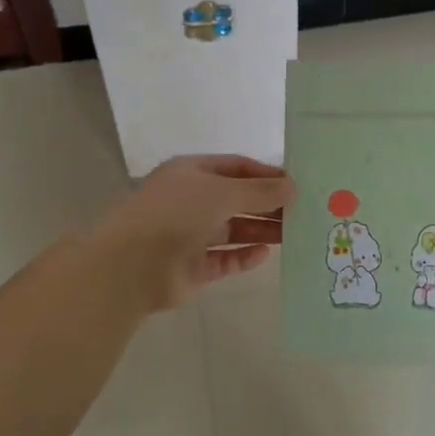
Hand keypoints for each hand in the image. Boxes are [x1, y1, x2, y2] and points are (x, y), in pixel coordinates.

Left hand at [87, 155, 292, 314]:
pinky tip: (266, 254)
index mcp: (192, 173)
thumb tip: (292, 186)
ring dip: (261, 229)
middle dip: (268, 204)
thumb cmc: (175, 214)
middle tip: (304, 211)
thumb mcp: (221, 192)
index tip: (296, 184)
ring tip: (295, 233)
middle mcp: (191, 201)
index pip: (236, 167)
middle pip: (237, 199)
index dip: (265, 174)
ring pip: (233, 229)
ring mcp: (190, 235)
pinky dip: (244, 256)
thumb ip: (259, 191)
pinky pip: (225, 258)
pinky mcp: (192, 267)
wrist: (131, 265)